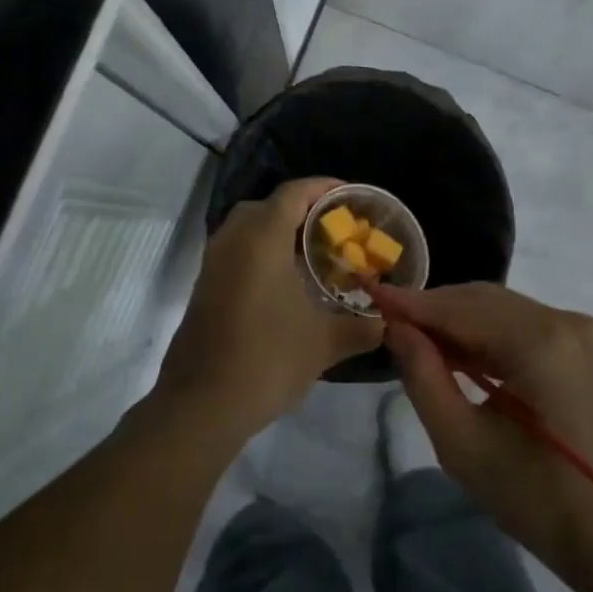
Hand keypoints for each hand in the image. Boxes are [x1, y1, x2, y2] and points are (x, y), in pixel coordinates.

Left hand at [155, 177, 384, 446]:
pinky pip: (236, 252)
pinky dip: (261, 254)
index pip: (294, 193)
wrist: (203, 404)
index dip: (324, 188)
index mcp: (262, 239)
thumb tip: (389, 323)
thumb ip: (362, 328)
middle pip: (268, 206)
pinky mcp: (204, 287)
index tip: (350, 197)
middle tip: (332, 229)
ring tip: (313, 255)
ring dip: (278, 233)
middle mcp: (233, 240)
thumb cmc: (268, 360)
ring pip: (247, 229)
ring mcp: (213, 264)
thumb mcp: (325, 343)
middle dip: (301, 210)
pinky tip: (285, 285)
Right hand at [376, 282, 592, 588]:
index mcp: (541, 341)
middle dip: (435, 310)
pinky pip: (524, 327)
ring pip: (503, 311)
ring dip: (459, 323)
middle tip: (390, 326)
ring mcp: (581, 333)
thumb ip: (424, 377)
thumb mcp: (464, 444)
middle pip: (484, 301)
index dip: (413, 305)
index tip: (372, 298)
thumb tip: (396, 329)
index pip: (462, 308)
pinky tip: (459, 356)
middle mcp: (565, 322)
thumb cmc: (538, 499)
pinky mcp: (585, 350)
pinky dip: (488, 336)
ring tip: (416, 343)